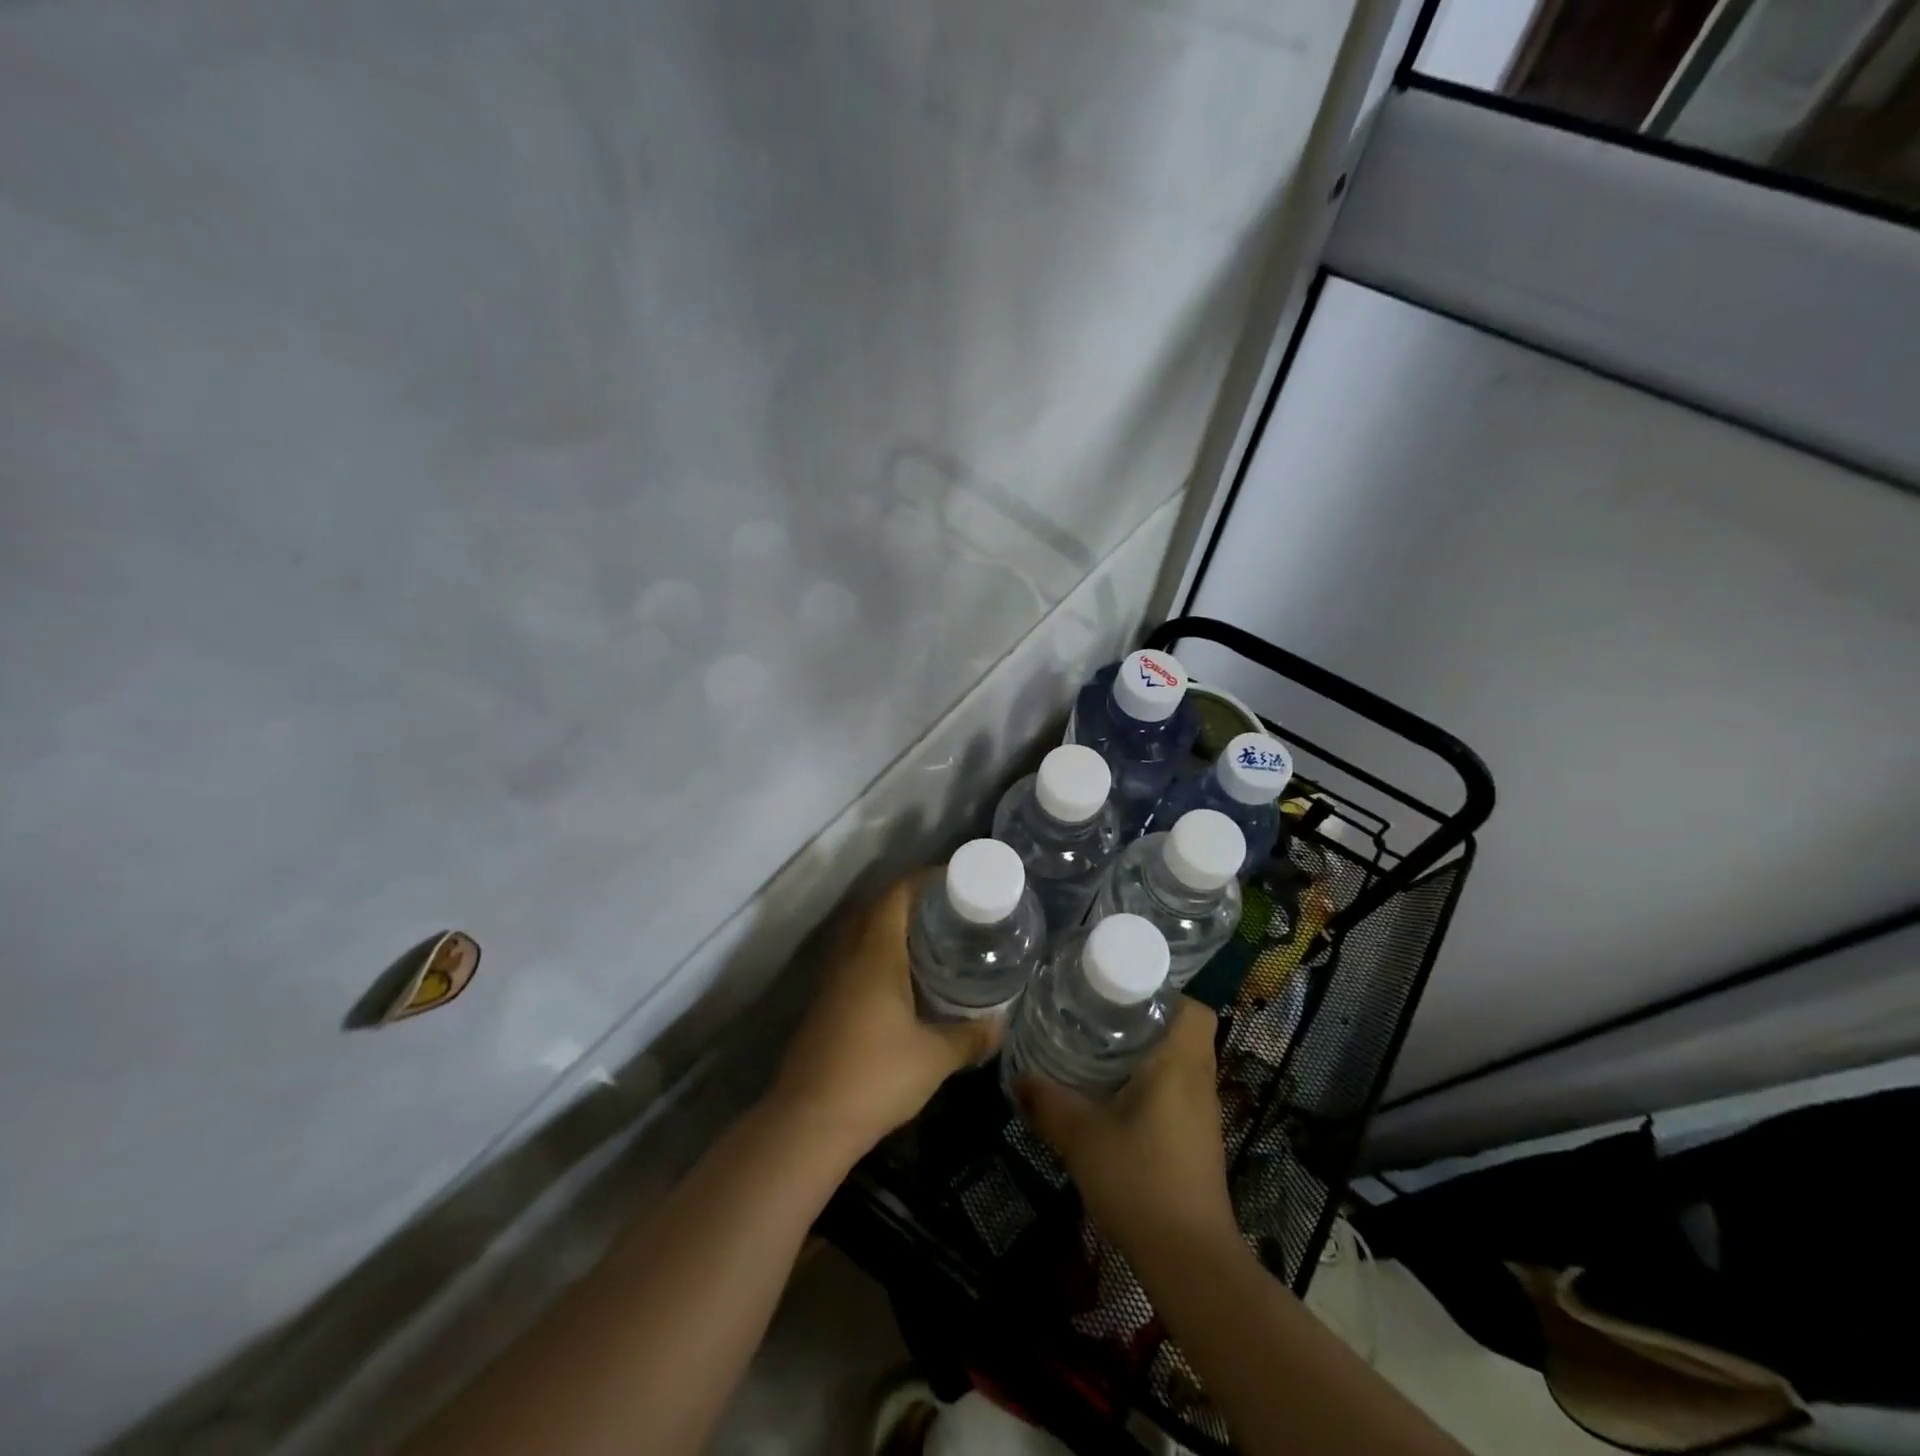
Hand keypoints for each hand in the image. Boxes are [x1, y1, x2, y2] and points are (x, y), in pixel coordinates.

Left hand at [770, 873, 1000, 1157]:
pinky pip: (856, 960)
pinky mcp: (826, 1004)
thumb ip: (971, 1037)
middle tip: (952, 908)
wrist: (809, 1122)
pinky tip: (904, 978)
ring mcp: (833, 980)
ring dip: (894, 927)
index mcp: (876, 954)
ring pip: (864, 935)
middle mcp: (850, 957)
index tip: (956, 880)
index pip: (897, 895)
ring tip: (933, 937)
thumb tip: (1001, 1023)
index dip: (925, 880)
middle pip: (879, 909)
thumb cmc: (876, 1077)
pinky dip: (881, 953)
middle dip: (913, 900)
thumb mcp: (935, 1057)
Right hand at [1016, 1001, 1237, 1251]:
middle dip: (1146, 1021)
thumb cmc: (1140, 1181)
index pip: (1193, 1009)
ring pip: (1180, 1063)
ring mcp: (1202, 1114)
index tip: (1124, 994)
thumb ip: (1047, 1102)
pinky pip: (1178, 1092)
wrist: (1189, 1260)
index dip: (1165, 995)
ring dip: (1148, 1054)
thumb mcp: (1082, 1137)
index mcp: (1180, 1064)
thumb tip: (1016, 1078)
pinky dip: (1152, 1085)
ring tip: (1100, 1050)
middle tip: (1100, 1017)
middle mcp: (1199, 1081)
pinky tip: (1114, 1099)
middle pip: (1184, 1032)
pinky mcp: (1197, 1141)